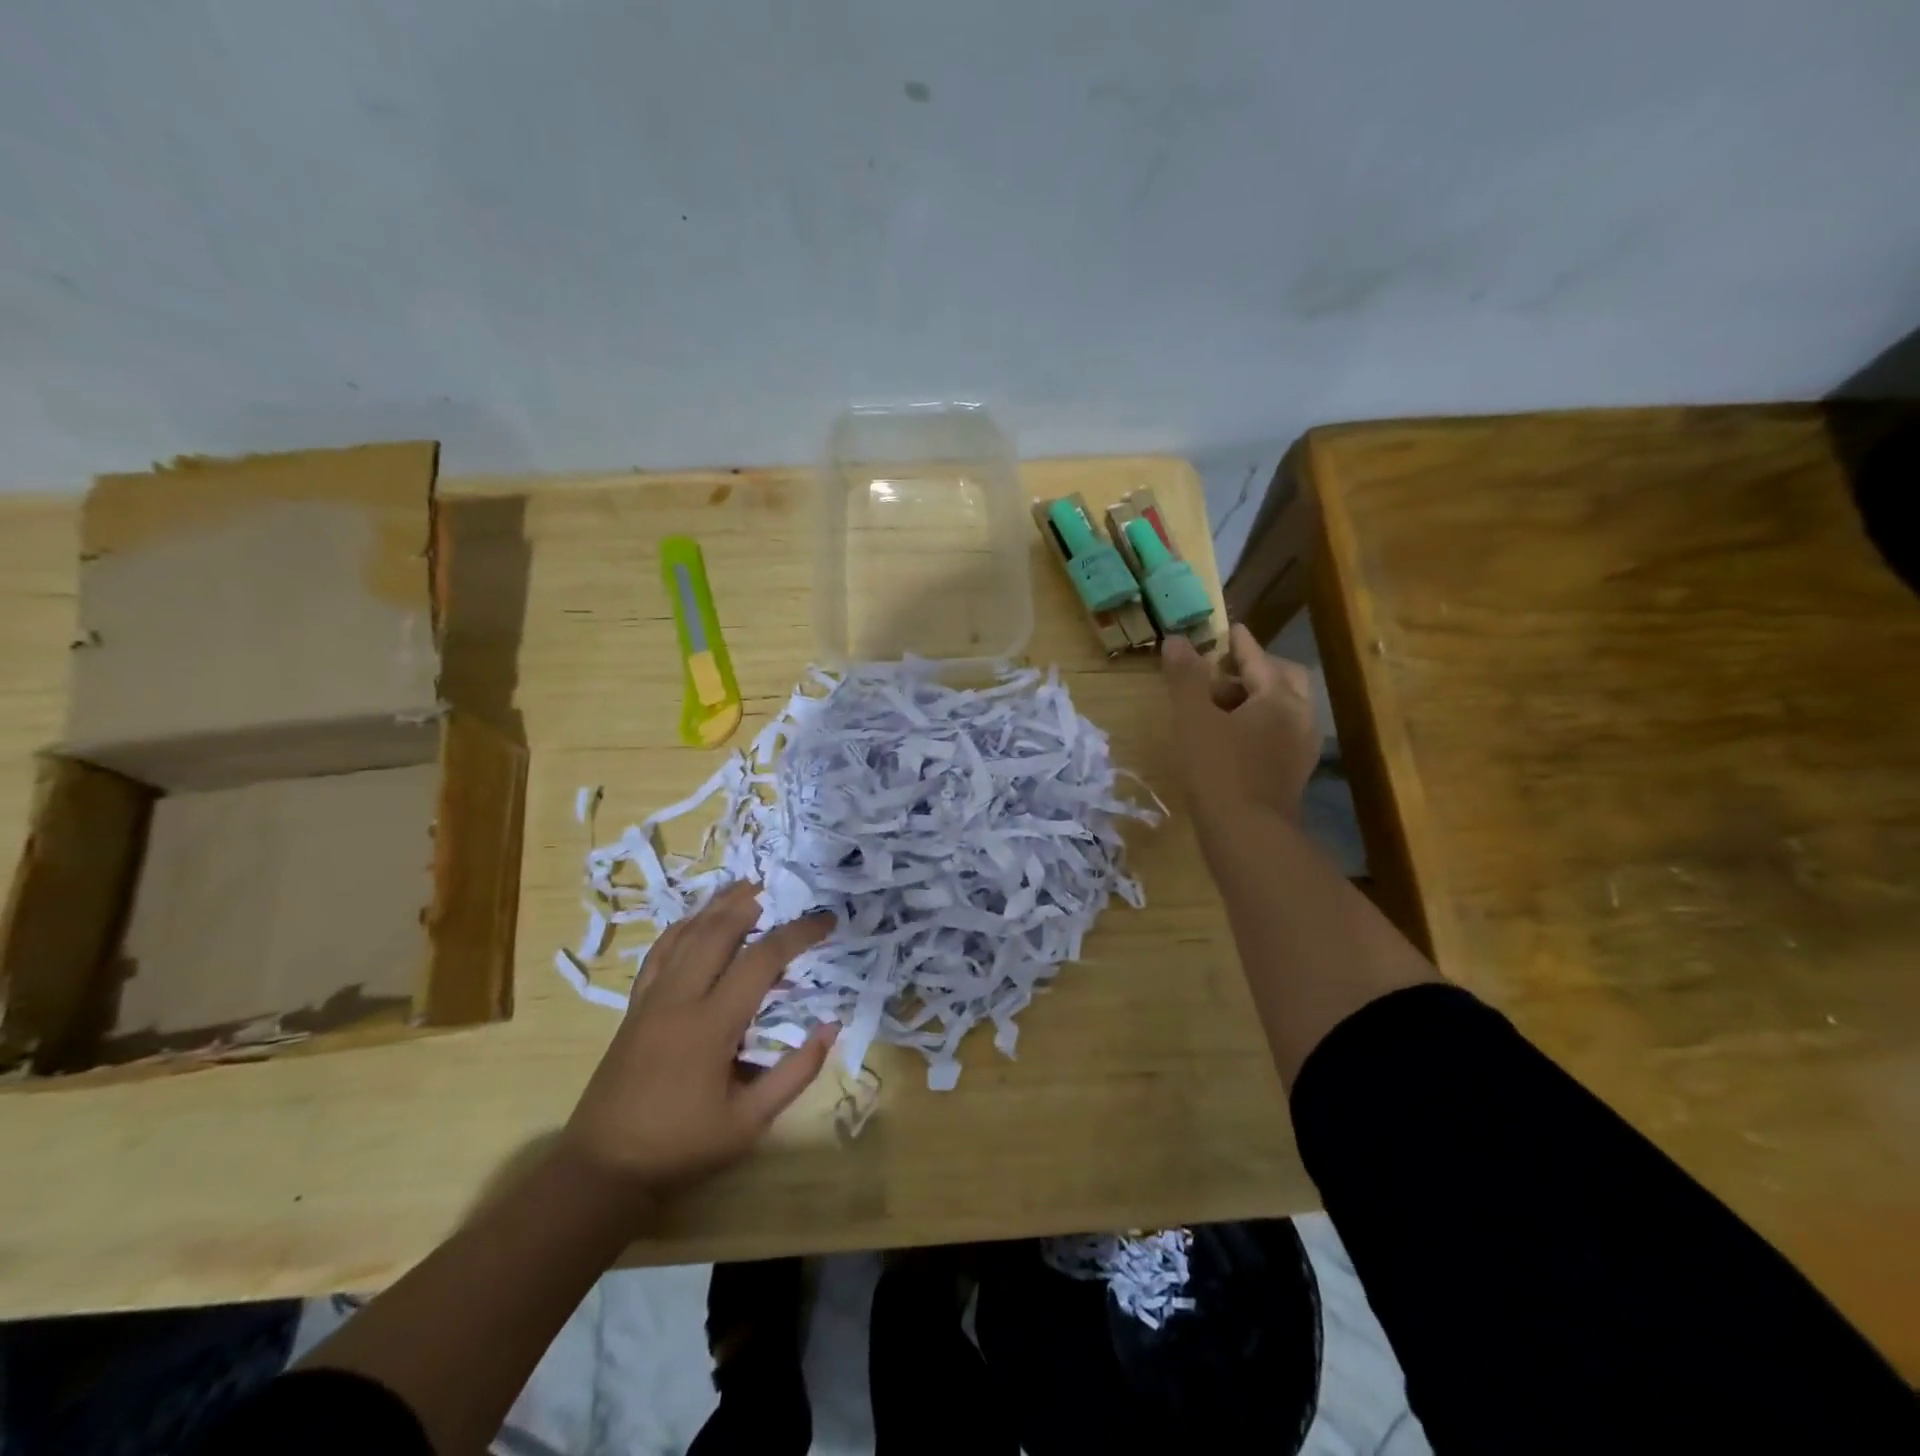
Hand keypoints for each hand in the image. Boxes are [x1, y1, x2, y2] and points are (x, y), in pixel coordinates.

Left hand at [560, 883, 837, 1198]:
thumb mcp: (749, 1123)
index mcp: (712, 1025)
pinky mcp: (635, 1007)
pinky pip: (659, 953)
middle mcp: (680, 999)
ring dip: (717, 906)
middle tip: (782, 889)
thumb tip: (831, 1028)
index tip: (826, 919)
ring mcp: (652, 999)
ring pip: (686, 934)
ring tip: (745, 886)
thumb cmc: (681, 1147)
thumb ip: (795, 1074)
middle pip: (718, 931)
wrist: (603, 1169)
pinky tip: (695, 919)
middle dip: (753, 903)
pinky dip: (681, 927)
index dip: (798, 933)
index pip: (762, 960)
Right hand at [1163, 623, 1320, 832]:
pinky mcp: (1292, 773)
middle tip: (1223, 670)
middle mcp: (1300, 718)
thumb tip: (1177, 640)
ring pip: (1283, 709)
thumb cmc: (1219, 770)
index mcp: (1280, 699)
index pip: (1259, 659)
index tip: (1229, 629)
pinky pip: (1279, 733)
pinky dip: (1258, 723)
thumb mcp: (1193, 719)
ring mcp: (1300, 748)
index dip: (1241, 643)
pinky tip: (1231, 737)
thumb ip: (1185, 677)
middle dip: (1255, 669)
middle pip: (1283, 680)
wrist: (1248, 836)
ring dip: (1255, 698)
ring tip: (1220, 704)